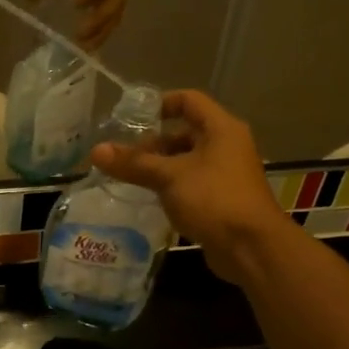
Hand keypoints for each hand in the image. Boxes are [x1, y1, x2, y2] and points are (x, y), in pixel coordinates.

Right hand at [91, 90, 289, 284]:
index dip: (160, 104)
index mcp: (221, 128)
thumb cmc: (213, 199)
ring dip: (161, 167)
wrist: (252, 247)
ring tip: (132, 179)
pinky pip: (192, 184)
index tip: (132, 118)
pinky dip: (172, 187)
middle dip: (154, 143)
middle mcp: (227, 146)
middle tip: (126, 158)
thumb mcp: (169, 177)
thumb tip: (96, 151)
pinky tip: (151, 199)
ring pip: (188, 161)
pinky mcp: (223, 200)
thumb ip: (133, 163)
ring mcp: (227, 174)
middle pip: (186, 133)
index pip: (189, 100)